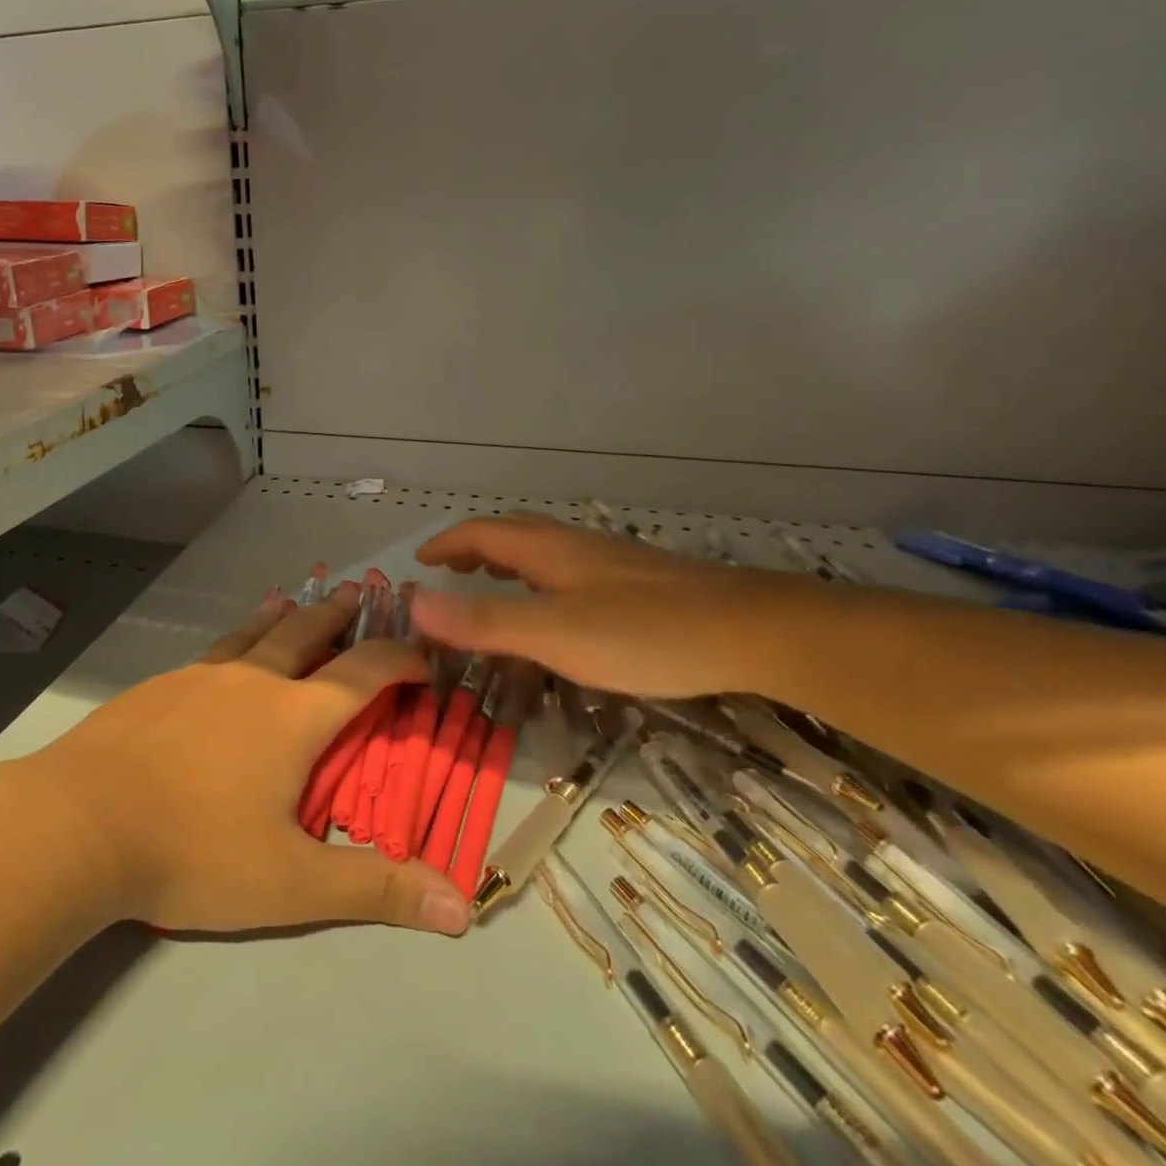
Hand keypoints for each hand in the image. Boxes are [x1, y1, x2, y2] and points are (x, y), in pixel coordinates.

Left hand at [31, 584, 471, 937]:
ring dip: (282, 615)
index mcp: (294, 715)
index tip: (422, 658)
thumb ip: (373, 890)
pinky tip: (222, 657)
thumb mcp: (292, 885)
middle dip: (339, 614)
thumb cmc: (194, 851)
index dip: (401, 660)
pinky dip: (235, 640)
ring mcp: (200, 676)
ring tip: (292, 599)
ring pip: (253, 633)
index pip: (365, 672)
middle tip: (358, 592)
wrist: (80, 821)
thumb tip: (460, 907)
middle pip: (306, 631)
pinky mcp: (159, 686)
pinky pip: (212, 651)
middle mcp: (252, 679)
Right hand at [408, 512, 834, 700]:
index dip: (446, 544)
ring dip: (508, 562)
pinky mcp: (638, 584)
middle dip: (474, 548)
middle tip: (452, 572)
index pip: (480, 532)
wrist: (753, 631)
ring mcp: (610, 563)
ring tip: (494, 586)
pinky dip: (540, 581)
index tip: (419, 564)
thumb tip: (412, 602)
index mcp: (547, 549)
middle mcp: (575, 546)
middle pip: (512, 533)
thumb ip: (483, 621)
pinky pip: (569, 571)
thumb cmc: (644, 632)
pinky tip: (559, 611)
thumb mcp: (553, 633)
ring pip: (543, 551)